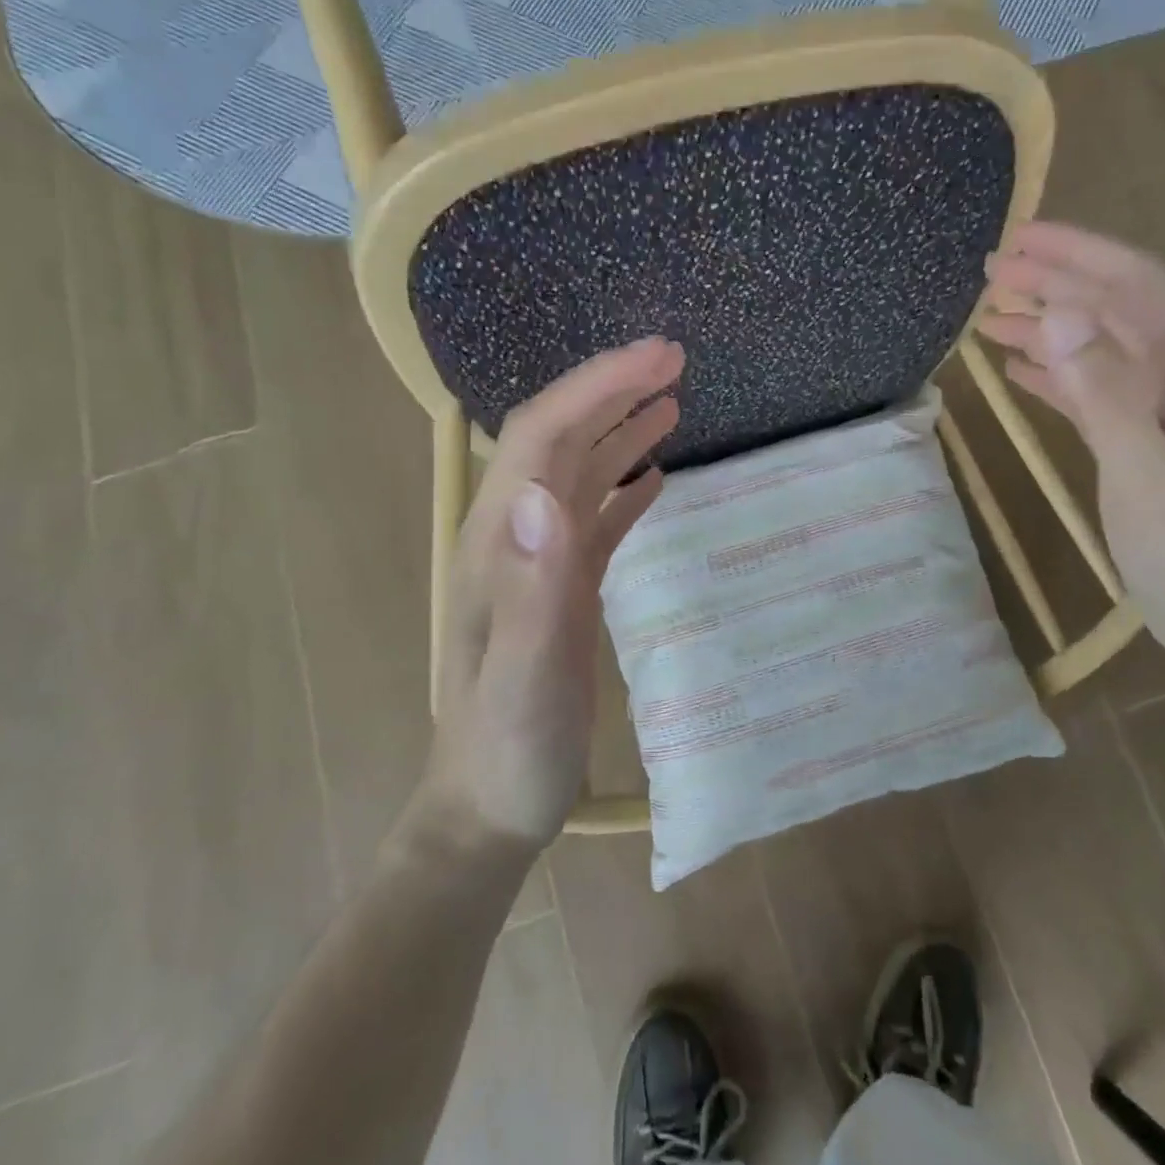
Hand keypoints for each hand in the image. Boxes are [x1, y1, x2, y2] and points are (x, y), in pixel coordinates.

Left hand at [416, 338, 682, 851]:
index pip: (543, 436)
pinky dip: (623, 484)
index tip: (658, 356)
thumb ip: (532, 591)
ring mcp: (538, 564)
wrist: (490, 807)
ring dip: (619, 428)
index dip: (597, 387)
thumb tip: (545, 495)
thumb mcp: (522, 679)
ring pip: (577, 472)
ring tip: (671, 401)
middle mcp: (516, 539)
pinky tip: (654, 475)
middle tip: (674, 361)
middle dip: (611, 390)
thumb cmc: (508, 750)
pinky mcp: (560, 589)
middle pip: (558, 439)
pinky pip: (594, 519)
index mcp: (501, 544)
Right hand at [979, 222, 1164, 665]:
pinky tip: (1015, 368)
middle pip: (1110, 308)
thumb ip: (1102, 390)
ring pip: (1095, 346)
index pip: (1132, 285)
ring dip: (1046, 325)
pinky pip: (1088, 388)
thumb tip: (1056, 313)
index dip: (1075, 256)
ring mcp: (1158, 406)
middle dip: (1054, 283)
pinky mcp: (1136, 438)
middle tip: (991, 271)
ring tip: (989, 315)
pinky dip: (1052, 372)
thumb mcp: (1144, 466)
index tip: (1017, 241)